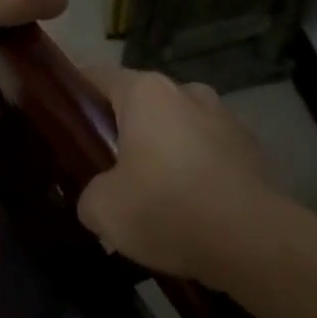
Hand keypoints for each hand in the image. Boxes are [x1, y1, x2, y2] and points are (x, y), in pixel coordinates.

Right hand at [77, 67, 293, 287]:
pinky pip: (207, 152)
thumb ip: (90, 193)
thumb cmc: (167, 208)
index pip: (98, 76)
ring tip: (152, 194)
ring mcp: (224, 117)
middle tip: (105, 167)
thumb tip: (100, 195)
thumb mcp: (103, 209)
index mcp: (147, 92)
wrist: (253, 242)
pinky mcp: (251, 148)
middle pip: (141, 103)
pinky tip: (189, 208)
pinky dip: (195, 170)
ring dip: (163, 150)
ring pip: (178, 127)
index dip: (75, 93)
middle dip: (123, 129)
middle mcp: (187, 92)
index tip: (63, 117)